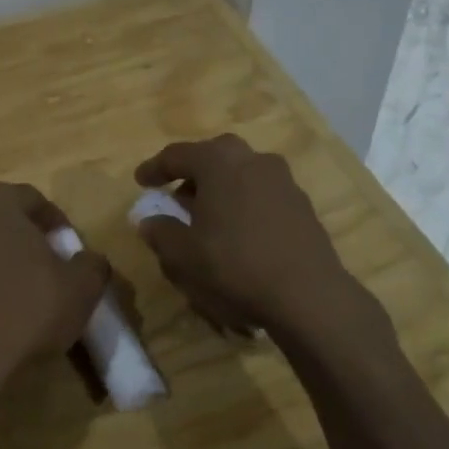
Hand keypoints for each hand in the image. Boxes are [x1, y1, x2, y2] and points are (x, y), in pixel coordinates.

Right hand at [133, 135, 358, 345]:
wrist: (307, 293)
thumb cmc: (235, 265)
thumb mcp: (184, 255)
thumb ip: (161, 232)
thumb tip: (150, 221)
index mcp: (218, 161)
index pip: (177, 155)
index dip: (155, 168)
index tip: (141, 181)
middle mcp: (251, 159)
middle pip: (213, 155)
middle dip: (192, 173)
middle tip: (177, 196)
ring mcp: (282, 178)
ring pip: (240, 172)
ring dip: (220, 187)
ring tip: (208, 216)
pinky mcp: (301, 202)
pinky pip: (261, 191)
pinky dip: (244, 201)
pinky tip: (239, 230)